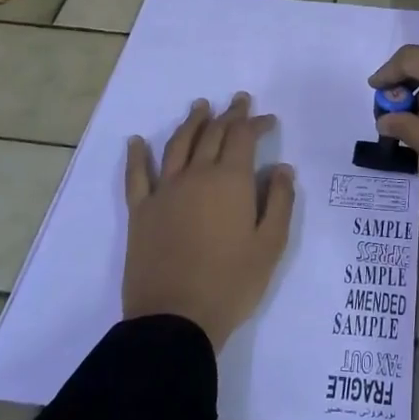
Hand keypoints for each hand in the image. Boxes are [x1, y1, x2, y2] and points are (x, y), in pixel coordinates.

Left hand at [122, 94, 295, 350]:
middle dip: (229, 115)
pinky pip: (136, 176)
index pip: (243, 138)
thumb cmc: (232, 282)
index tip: (268, 120)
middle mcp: (196, 176)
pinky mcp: (141, 212)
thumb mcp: (271, 244)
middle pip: (212, 134)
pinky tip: (137, 141)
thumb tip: (282, 168)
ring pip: (178, 145)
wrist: (176, 318)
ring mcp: (165, 192)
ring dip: (192, 122)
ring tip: (200, 107)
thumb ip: (279, 201)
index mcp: (231, 181)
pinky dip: (137, 155)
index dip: (256, 123)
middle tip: (238, 101)